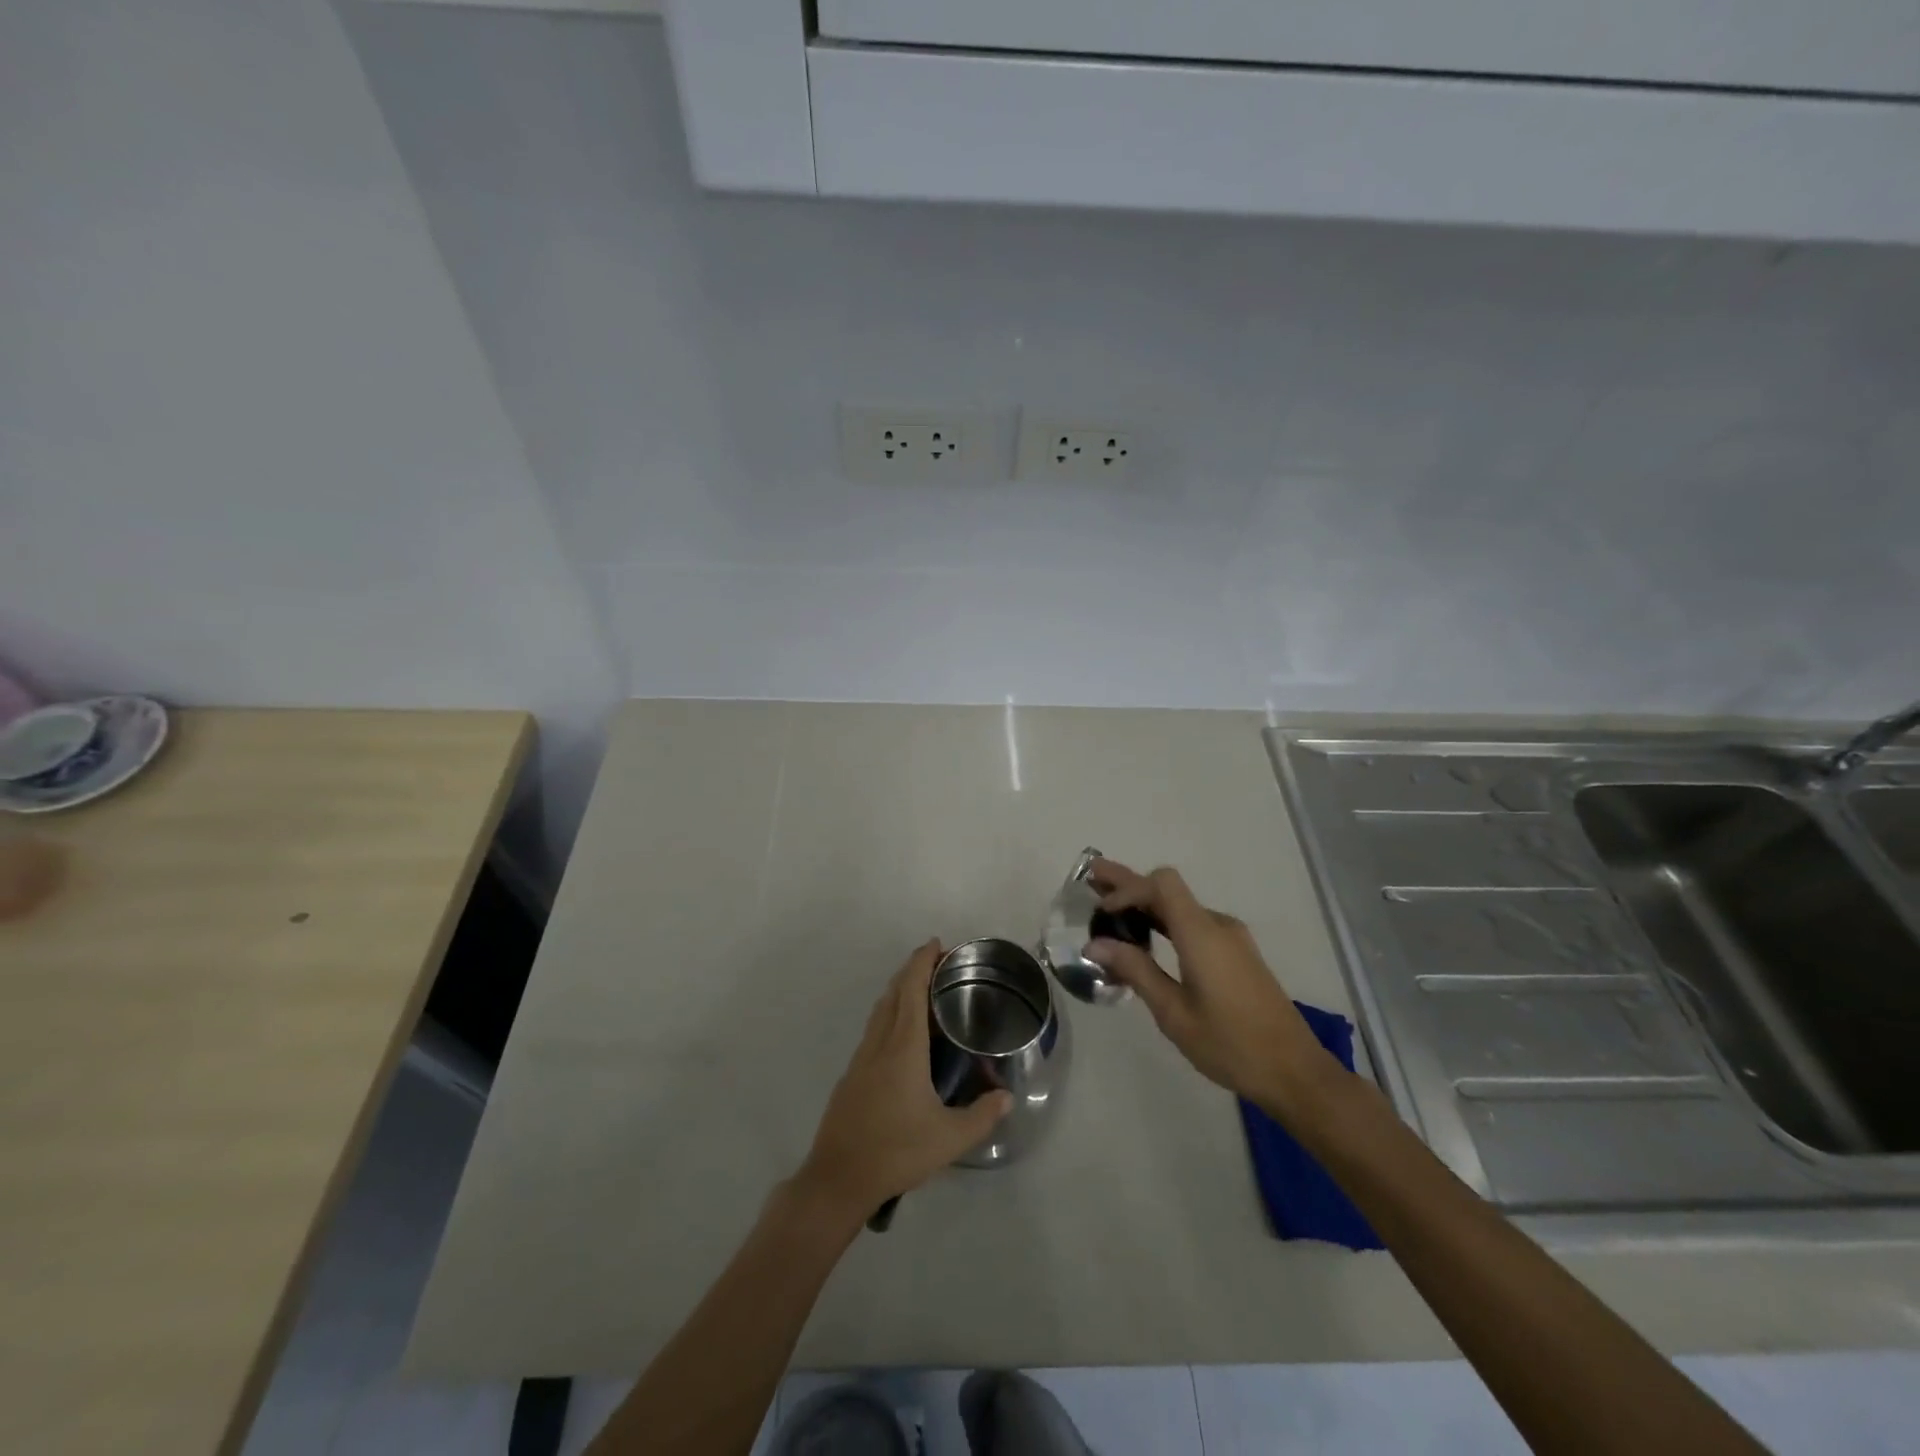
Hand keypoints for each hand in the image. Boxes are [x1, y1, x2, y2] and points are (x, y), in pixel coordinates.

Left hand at [797, 940, 1013, 1220]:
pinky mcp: (851, 1076)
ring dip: (898, 992)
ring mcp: (860, 1059)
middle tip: (936, 963)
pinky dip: (889, 1016)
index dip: (921, 962)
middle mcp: (879, 1044)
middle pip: (893, 994)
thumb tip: (1007, 1096)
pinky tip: (902, 1037)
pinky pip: (873, 1031)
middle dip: (911, 971)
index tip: (936, 944)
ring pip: (879, 1012)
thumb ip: (982, 1115)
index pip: (911, 991)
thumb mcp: (949, 1139)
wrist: (838, 1178)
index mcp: (903, 1048)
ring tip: (922, 993)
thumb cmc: (896, 1151)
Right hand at [1084, 860, 1341, 1118]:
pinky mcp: (1237, 954)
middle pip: (1168, 889)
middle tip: (1092, 875)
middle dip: (1129, 883)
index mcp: (1202, 934)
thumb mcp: (1174, 1013)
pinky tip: (1145, 936)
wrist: (1295, 1072)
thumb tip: (1096, 944)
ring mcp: (1231, 938)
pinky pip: (1193, 924)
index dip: (1127, 888)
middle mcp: (1217, 925)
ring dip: (1145, 903)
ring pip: (1180, 906)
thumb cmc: (1230, 1045)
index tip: (1101, 910)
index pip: (1161, 884)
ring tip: (1108, 905)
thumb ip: (1136, 971)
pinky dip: (1164, 921)